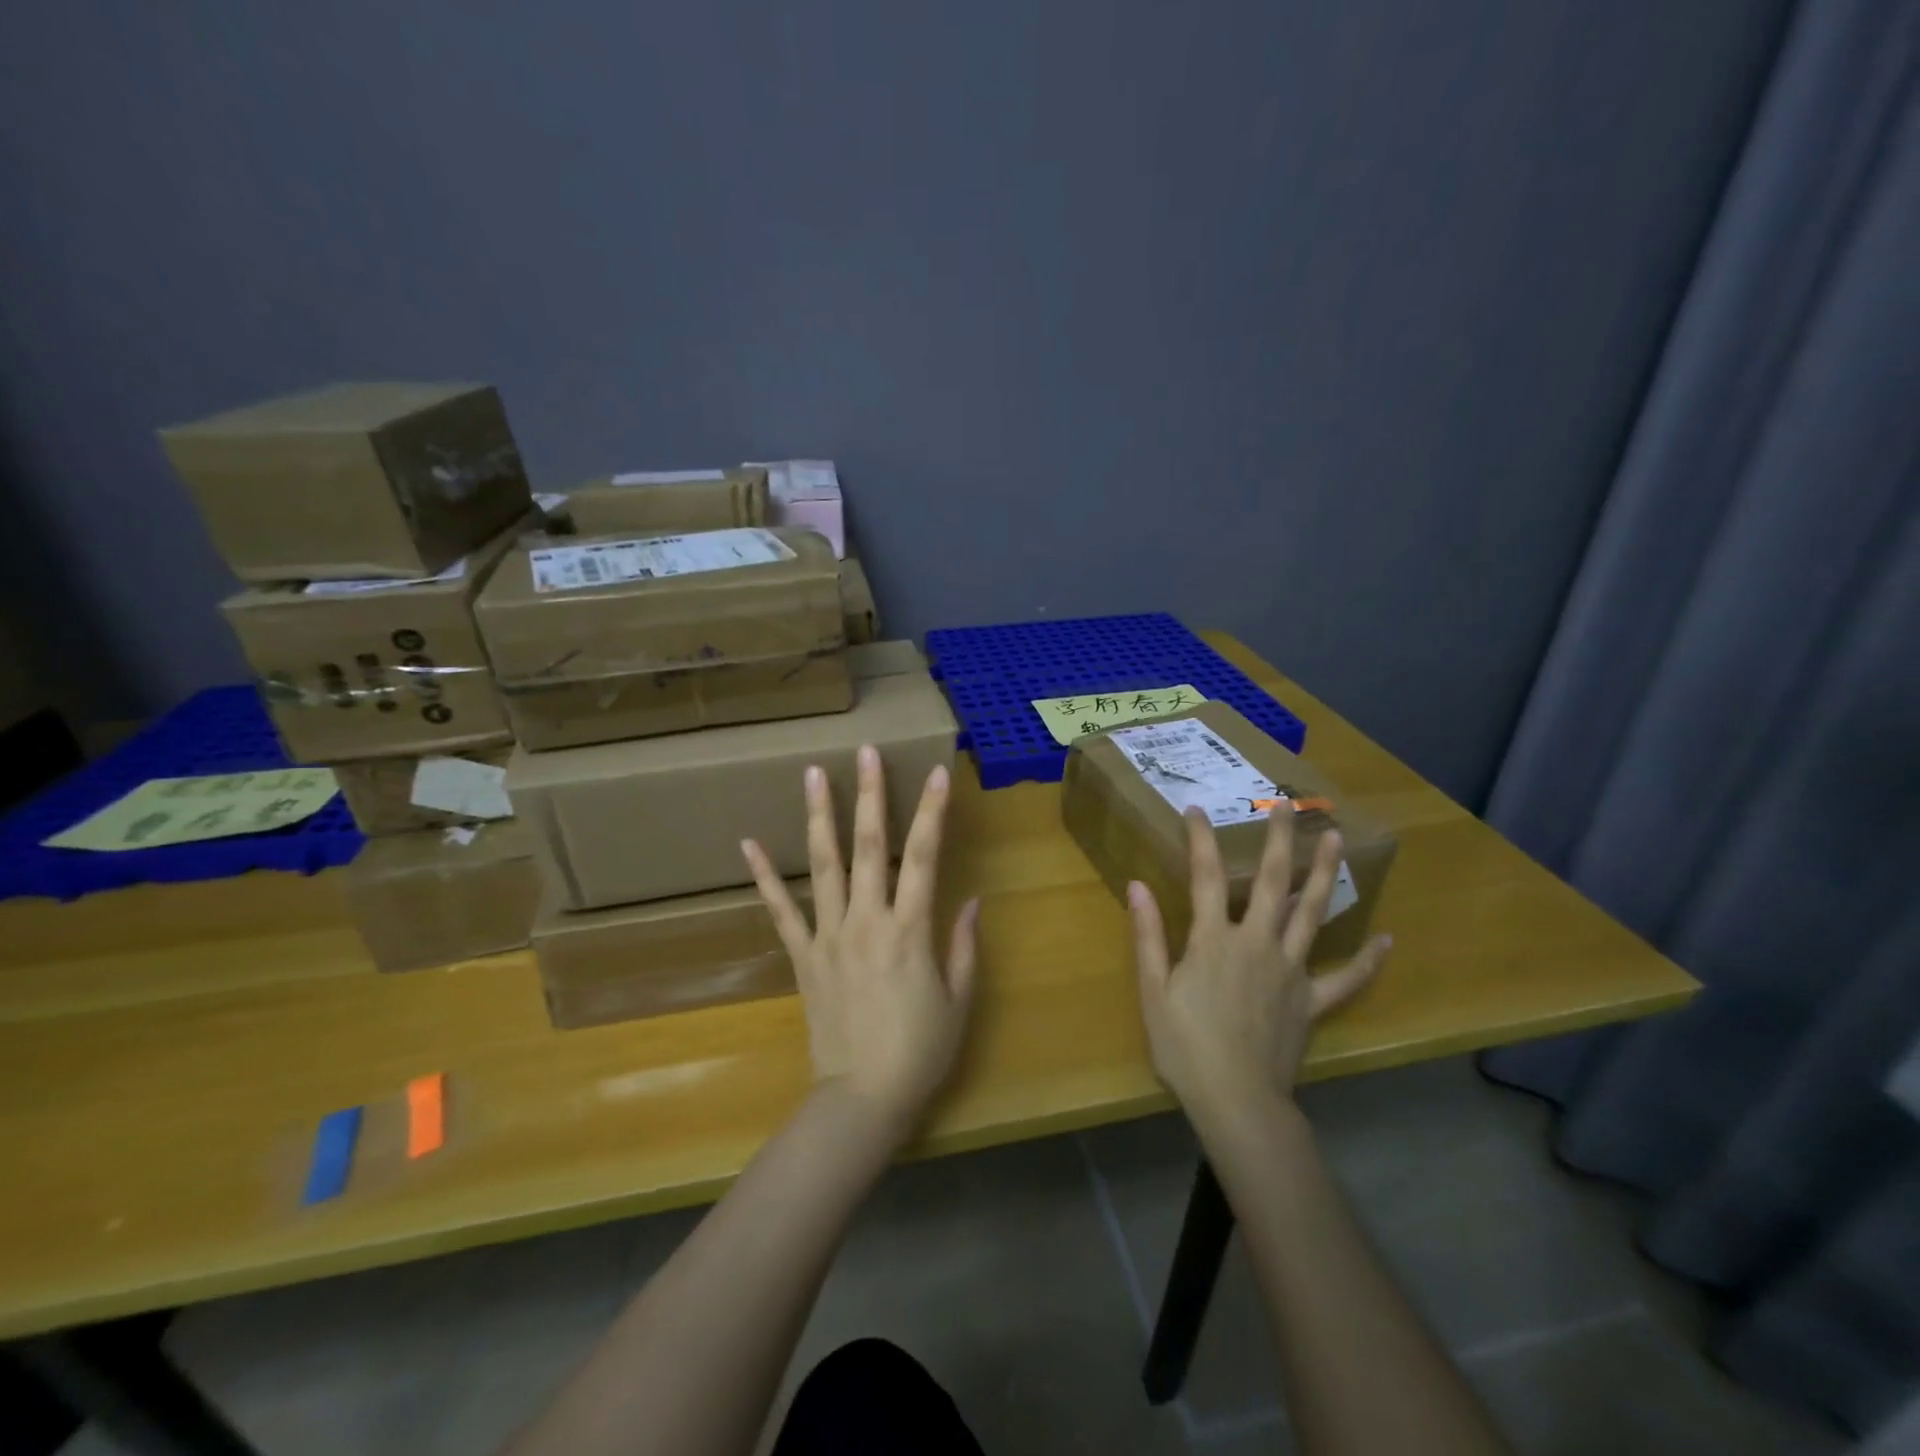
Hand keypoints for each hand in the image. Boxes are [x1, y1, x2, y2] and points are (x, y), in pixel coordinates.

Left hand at [742, 746, 979, 1136]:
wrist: (862, 1099)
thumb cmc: (920, 1052)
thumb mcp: (959, 1001)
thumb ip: (964, 946)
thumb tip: (972, 900)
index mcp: (910, 930)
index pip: (923, 857)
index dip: (931, 812)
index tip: (936, 773)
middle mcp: (867, 921)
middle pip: (869, 847)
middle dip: (870, 795)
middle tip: (865, 751)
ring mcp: (829, 936)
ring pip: (824, 866)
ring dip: (820, 817)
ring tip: (813, 774)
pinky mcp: (803, 956)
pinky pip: (781, 911)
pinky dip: (765, 877)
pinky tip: (748, 843)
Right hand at [1128, 801, 1388, 1129]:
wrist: (1237, 1101)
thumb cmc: (1185, 1045)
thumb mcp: (1153, 990)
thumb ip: (1148, 935)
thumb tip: (1137, 885)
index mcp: (1214, 940)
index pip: (1206, 877)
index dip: (1201, 840)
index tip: (1196, 810)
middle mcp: (1257, 943)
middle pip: (1272, 882)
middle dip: (1278, 840)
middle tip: (1287, 804)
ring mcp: (1291, 970)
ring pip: (1312, 913)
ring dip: (1323, 874)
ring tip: (1334, 839)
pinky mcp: (1312, 1001)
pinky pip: (1346, 979)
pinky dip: (1367, 960)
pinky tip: (1386, 940)